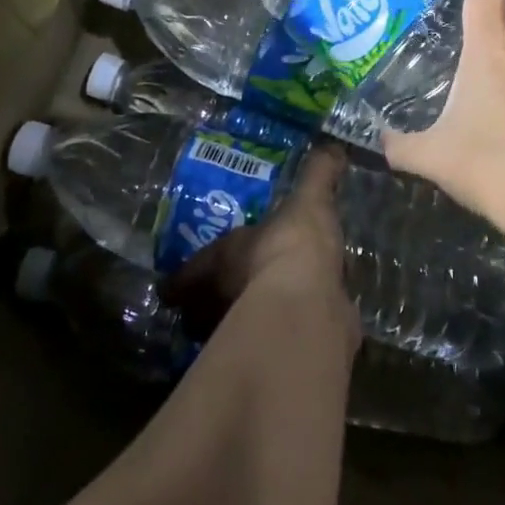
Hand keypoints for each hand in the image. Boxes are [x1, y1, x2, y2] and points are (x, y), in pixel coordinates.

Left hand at [159, 144, 356, 347]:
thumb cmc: (290, 247)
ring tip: (271, 306)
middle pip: (204, 314)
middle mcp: (220, 307)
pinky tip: (306, 322)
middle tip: (229, 293)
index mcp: (214, 267)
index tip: (173, 290)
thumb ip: (317, 175)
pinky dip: (288, 333)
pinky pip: (277, 342)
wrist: (309, 307)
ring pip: (237, 332)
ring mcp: (247, 337)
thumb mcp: (308, 200)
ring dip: (250, 322)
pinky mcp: (279, 358)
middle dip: (213, 306)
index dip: (179, 284)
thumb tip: (331, 147)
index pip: (182, 280)